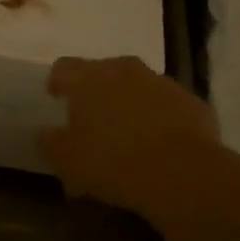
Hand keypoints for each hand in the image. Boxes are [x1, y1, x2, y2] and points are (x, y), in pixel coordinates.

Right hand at [39, 56, 219, 216]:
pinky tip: (160, 148)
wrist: (182, 173)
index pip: (64, 67)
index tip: (56, 99)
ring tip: (128, 138)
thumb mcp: (67, 160)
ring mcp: (162, 83)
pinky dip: (161, 120)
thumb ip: (51, 142)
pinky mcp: (192, 102)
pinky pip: (168, 106)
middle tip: (93, 123)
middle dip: (96, 93)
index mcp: (89, 77)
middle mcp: (125, 69)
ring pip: (138, 88)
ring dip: (130, 105)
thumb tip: (47, 133)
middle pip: (104, 73)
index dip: (58, 82)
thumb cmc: (112, 161)